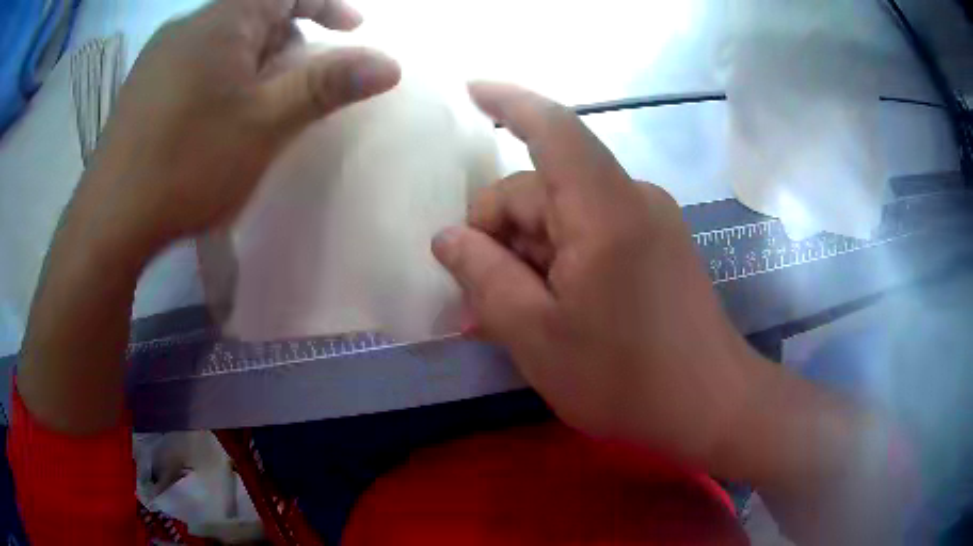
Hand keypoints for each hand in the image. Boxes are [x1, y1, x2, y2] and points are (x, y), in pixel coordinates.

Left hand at [87, 0, 399, 250]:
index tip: (353, 27)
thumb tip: (390, 63)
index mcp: (221, 21)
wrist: (110, 220)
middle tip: (297, 83)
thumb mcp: (266, 124)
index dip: (327, 3)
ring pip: (222, 43)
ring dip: (250, 63)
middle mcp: (187, 26)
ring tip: (254, 107)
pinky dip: (217, 78)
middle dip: (286, 41)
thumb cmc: (187, 164)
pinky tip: (212, 119)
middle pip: (254, 16)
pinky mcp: (142, 86)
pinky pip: (193, 64)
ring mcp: (158, 56)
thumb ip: (327, 85)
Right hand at [433, 83, 773, 466]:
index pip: (552, 128)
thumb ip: (484, 277)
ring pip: (566, 216)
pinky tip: (548, 307)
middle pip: (544, 189)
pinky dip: (560, 260)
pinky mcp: (658, 245)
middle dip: (501, 234)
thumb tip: (448, 238)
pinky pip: (593, 233)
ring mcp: (649, 221)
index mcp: (604, 209)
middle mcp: (631, 199)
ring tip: (510, 315)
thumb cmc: (625, 378)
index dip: (508, 103)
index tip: (470, 91)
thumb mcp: (535, 335)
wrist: (710, 405)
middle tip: (476, 298)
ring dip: (528, 254)